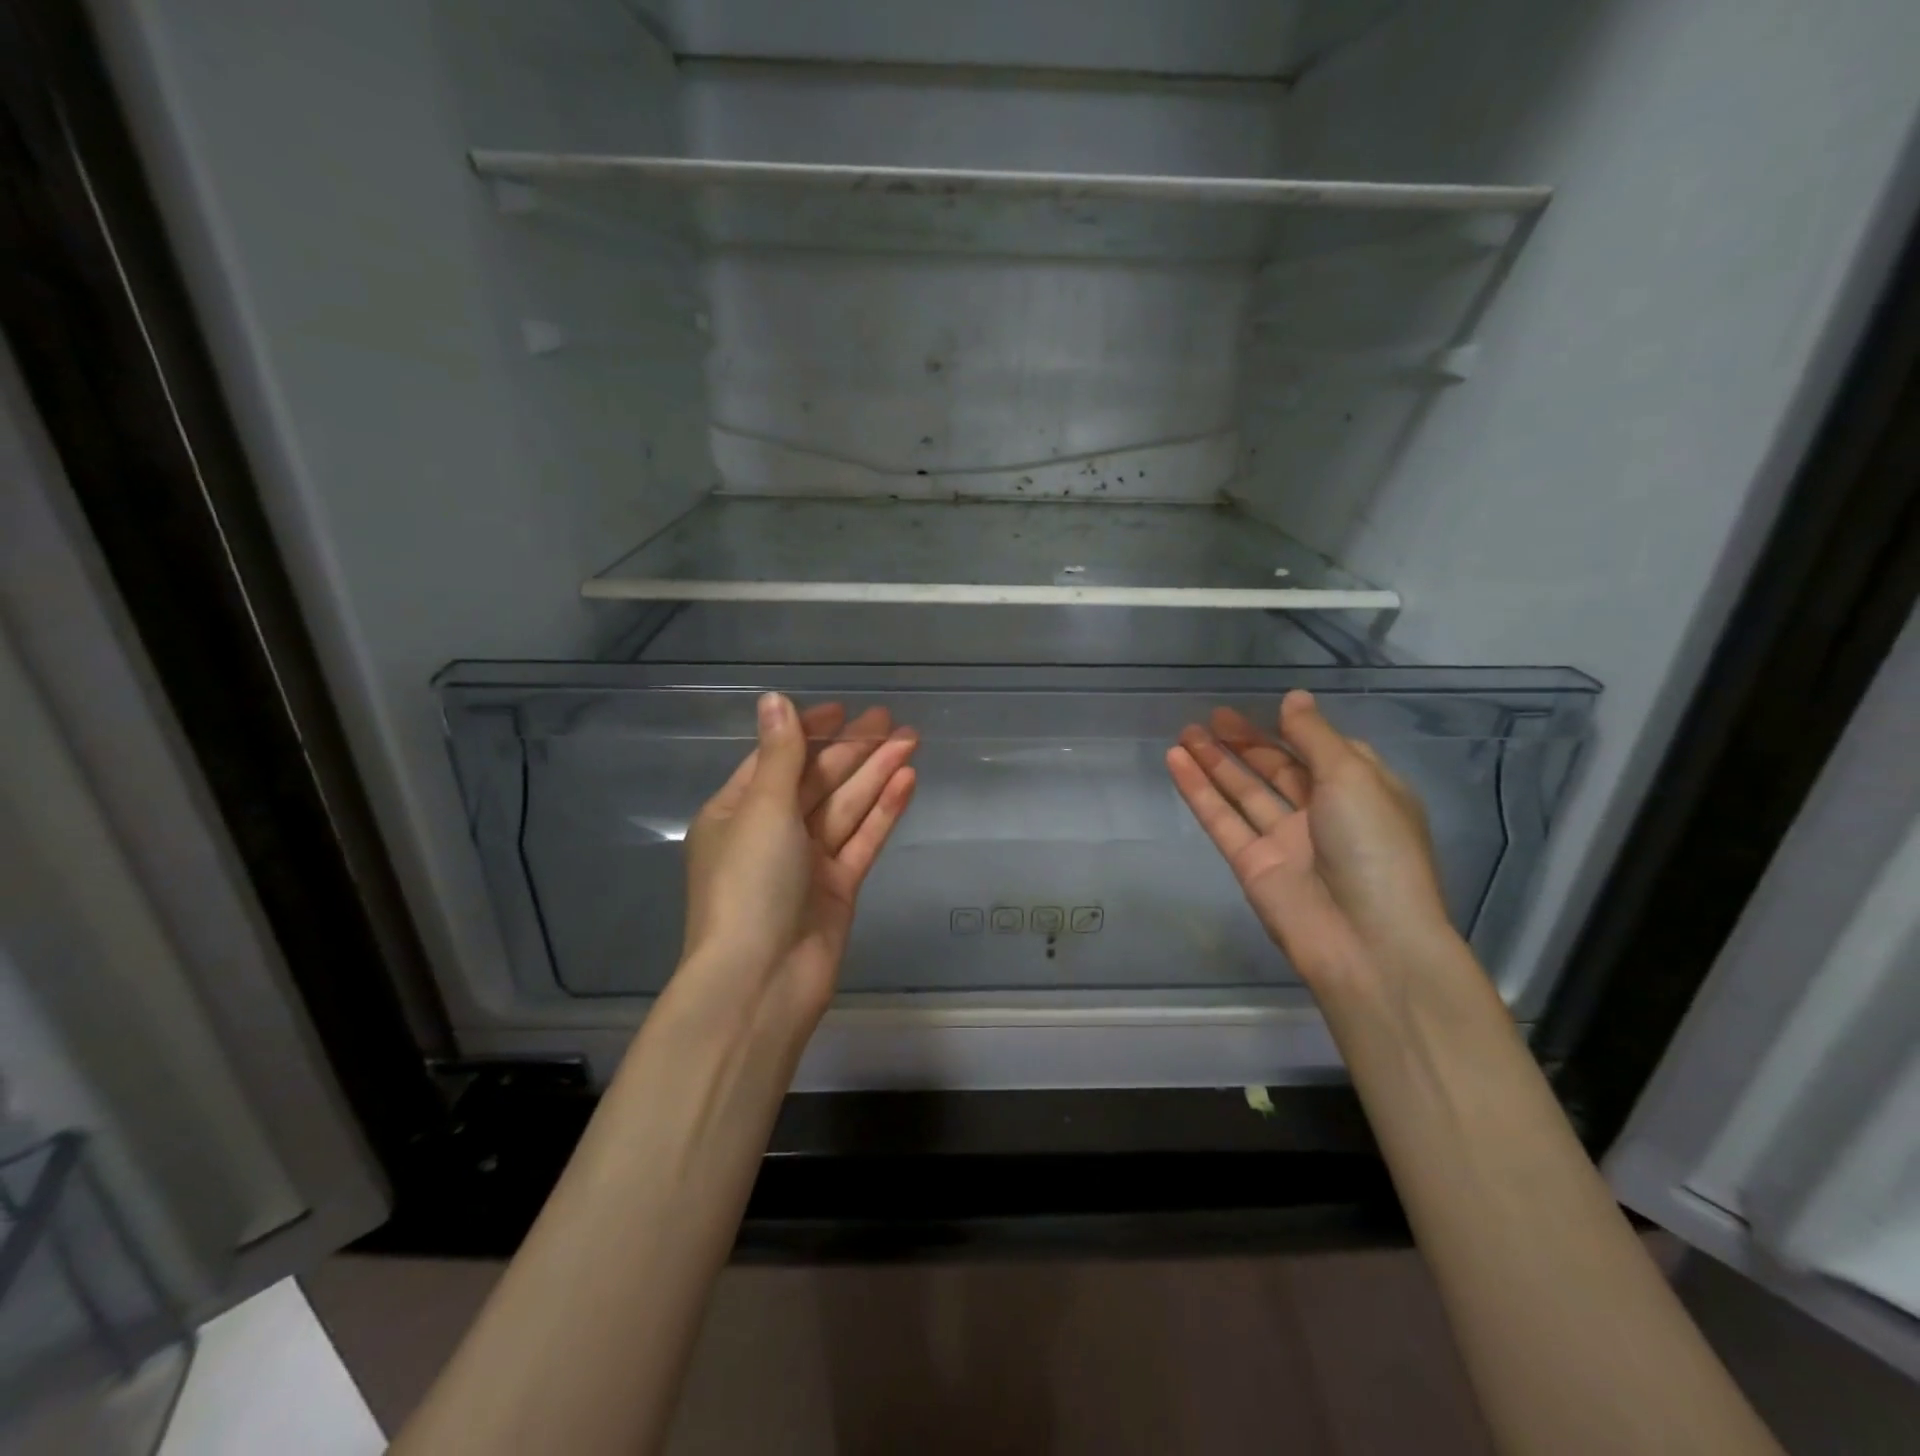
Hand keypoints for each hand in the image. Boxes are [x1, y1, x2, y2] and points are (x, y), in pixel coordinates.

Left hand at [678, 692, 917, 1027]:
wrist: (761, 981)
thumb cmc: (749, 884)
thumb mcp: (762, 809)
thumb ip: (780, 754)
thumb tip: (774, 699)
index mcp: (737, 812)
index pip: (777, 760)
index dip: (809, 733)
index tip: (842, 710)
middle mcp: (771, 833)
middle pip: (817, 781)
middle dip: (853, 750)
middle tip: (892, 720)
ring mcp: (807, 862)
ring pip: (846, 807)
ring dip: (876, 774)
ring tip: (911, 740)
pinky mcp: (837, 888)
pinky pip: (862, 840)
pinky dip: (883, 811)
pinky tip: (907, 780)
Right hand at [1167, 689, 1458, 997]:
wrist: (1366, 941)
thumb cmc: (1374, 847)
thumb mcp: (1353, 777)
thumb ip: (1315, 736)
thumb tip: (1293, 698)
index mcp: (1362, 793)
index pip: (1325, 753)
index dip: (1295, 731)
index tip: (1268, 709)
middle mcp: (1324, 815)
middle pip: (1278, 770)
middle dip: (1246, 742)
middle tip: (1212, 716)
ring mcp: (1285, 841)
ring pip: (1243, 792)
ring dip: (1214, 762)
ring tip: (1185, 732)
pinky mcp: (1252, 864)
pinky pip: (1221, 819)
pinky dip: (1198, 790)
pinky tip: (1175, 761)